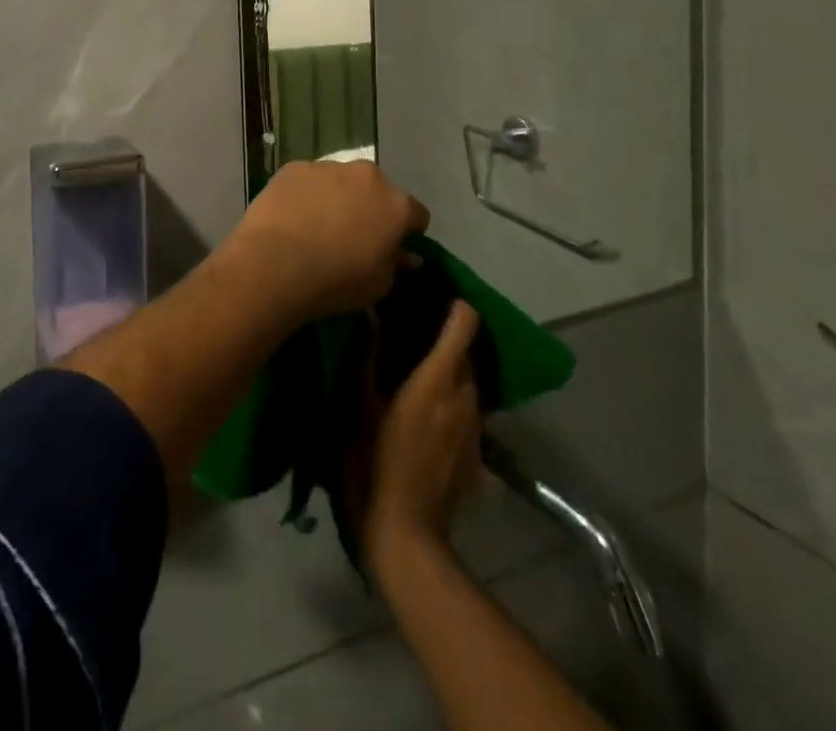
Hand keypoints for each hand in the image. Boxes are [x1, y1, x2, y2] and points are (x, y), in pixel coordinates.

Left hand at [225, 160, 428, 322]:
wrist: (274, 263)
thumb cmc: (335, 281)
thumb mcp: (379, 286)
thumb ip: (396, 264)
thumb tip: (406, 255)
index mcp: (396, 204)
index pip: (416, 214)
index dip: (407, 232)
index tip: (393, 248)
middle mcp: (367, 176)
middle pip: (377, 190)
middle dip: (370, 208)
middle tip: (353, 236)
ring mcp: (328, 166)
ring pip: (340, 181)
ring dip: (337, 197)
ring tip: (317, 227)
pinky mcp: (294, 167)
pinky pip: (308, 180)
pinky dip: (306, 194)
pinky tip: (292, 218)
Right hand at [360, 300, 483, 571]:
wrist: (405, 538)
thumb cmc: (374, 464)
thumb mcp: (358, 406)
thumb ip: (366, 356)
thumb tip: (370, 314)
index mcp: (438, 378)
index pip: (465, 323)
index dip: (453, 305)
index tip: (428, 297)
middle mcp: (465, 396)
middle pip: (466, 350)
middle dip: (444, 337)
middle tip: (410, 332)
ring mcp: (475, 428)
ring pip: (468, 382)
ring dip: (448, 371)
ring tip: (416, 371)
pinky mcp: (477, 455)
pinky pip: (468, 412)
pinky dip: (451, 402)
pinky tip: (424, 416)